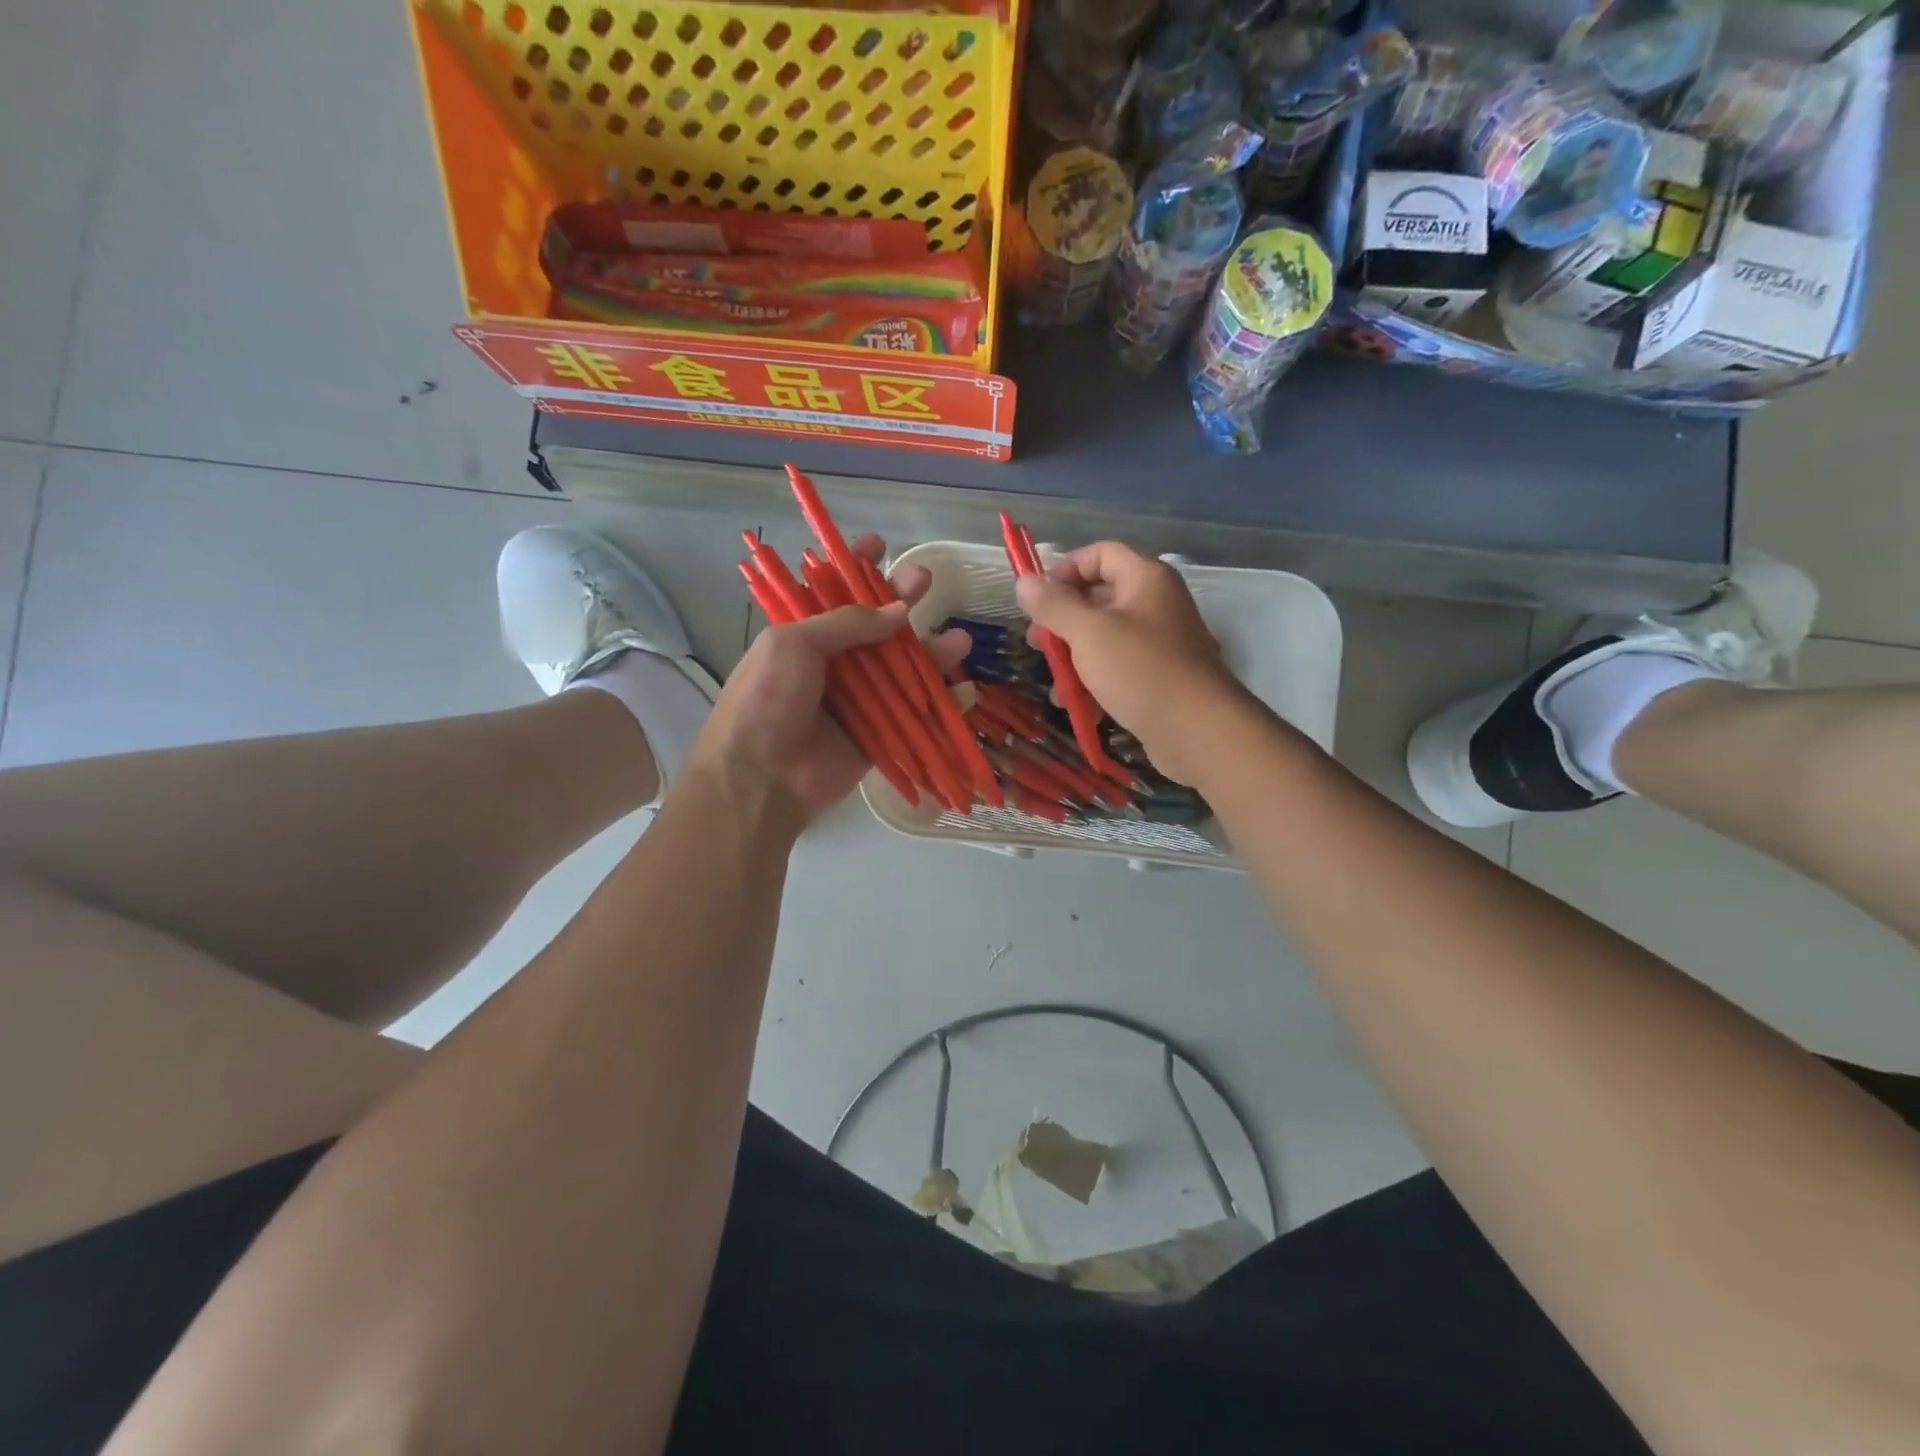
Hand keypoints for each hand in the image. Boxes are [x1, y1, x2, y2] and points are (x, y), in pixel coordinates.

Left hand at [691, 536, 965, 825]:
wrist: (761, 776)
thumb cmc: (767, 699)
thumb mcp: (794, 643)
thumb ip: (848, 623)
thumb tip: (900, 611)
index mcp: (804, 637)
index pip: (832, 593)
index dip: (854, 568)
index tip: (880, 545)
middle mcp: (833, 665)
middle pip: (876, 627)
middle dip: (902, 601)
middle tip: (927, 579)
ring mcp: (857, 701)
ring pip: (902, 670)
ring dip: (931, 653)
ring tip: (961, 640)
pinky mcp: (877, 736)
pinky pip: (914, 715)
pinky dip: (941, 704)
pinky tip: (965, 690)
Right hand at [1014, 542, 1251, 785]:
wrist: (1197, 730)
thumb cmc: (1140, 670)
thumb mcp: (1088, 633)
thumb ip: (1053, 606)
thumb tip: (1024, 582)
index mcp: (1145, 579)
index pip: (1099, 554)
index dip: (1064, 570)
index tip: (1037, 602)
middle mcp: (1155, 603)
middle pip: (1098, 597)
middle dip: (1062, 620)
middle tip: (1036, 644)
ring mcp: (1159, 643)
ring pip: (1104, 638)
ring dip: (1073, 657)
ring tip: (1054, 682)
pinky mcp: (1158, 678)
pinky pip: (1117, 668)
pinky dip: (1094, 681)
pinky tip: (1075, 704)